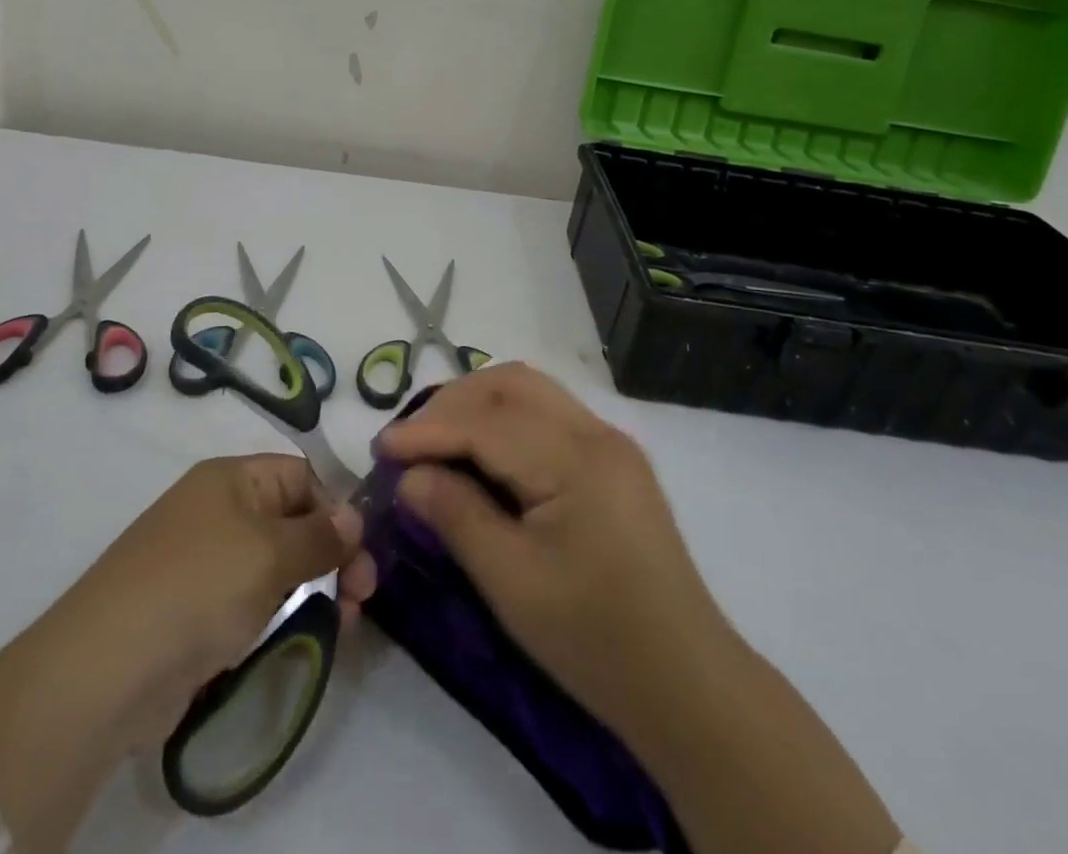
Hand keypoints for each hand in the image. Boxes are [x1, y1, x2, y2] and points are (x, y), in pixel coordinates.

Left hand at [0, 454, 374, 849]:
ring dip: (313, 588)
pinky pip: (252, 601)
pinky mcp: (196, 611)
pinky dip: (280, 614)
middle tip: (363, 597)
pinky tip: (302, 637)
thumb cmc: (199, 587)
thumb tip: (354, 517)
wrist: (107, 667)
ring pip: (276, 565)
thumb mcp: (270, 553)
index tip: (360, 552)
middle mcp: (218, 511)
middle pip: (292, 520)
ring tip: (341, 624)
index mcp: (232, 479)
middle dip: (331, 554)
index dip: (334, 508)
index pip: (300, 475)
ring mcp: (205, 562)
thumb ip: (320, 536)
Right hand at [375, 363, 723, 742]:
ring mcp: (610, 442)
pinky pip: (549, 413)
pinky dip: (506, 417)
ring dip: (479, 402)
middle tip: (410, 439)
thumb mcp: (512, 583)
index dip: (428, 430)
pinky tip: (483, 448)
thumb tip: (410, 475)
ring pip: (531, 390)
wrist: (687, 683)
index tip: (381, 448)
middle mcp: (596, 433)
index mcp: (576, 460)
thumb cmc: (594, 639)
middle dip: (453, 402)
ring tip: (438, 437)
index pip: (486, 423)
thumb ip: (457, 516)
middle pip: (511, 385)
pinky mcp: (613, 460)